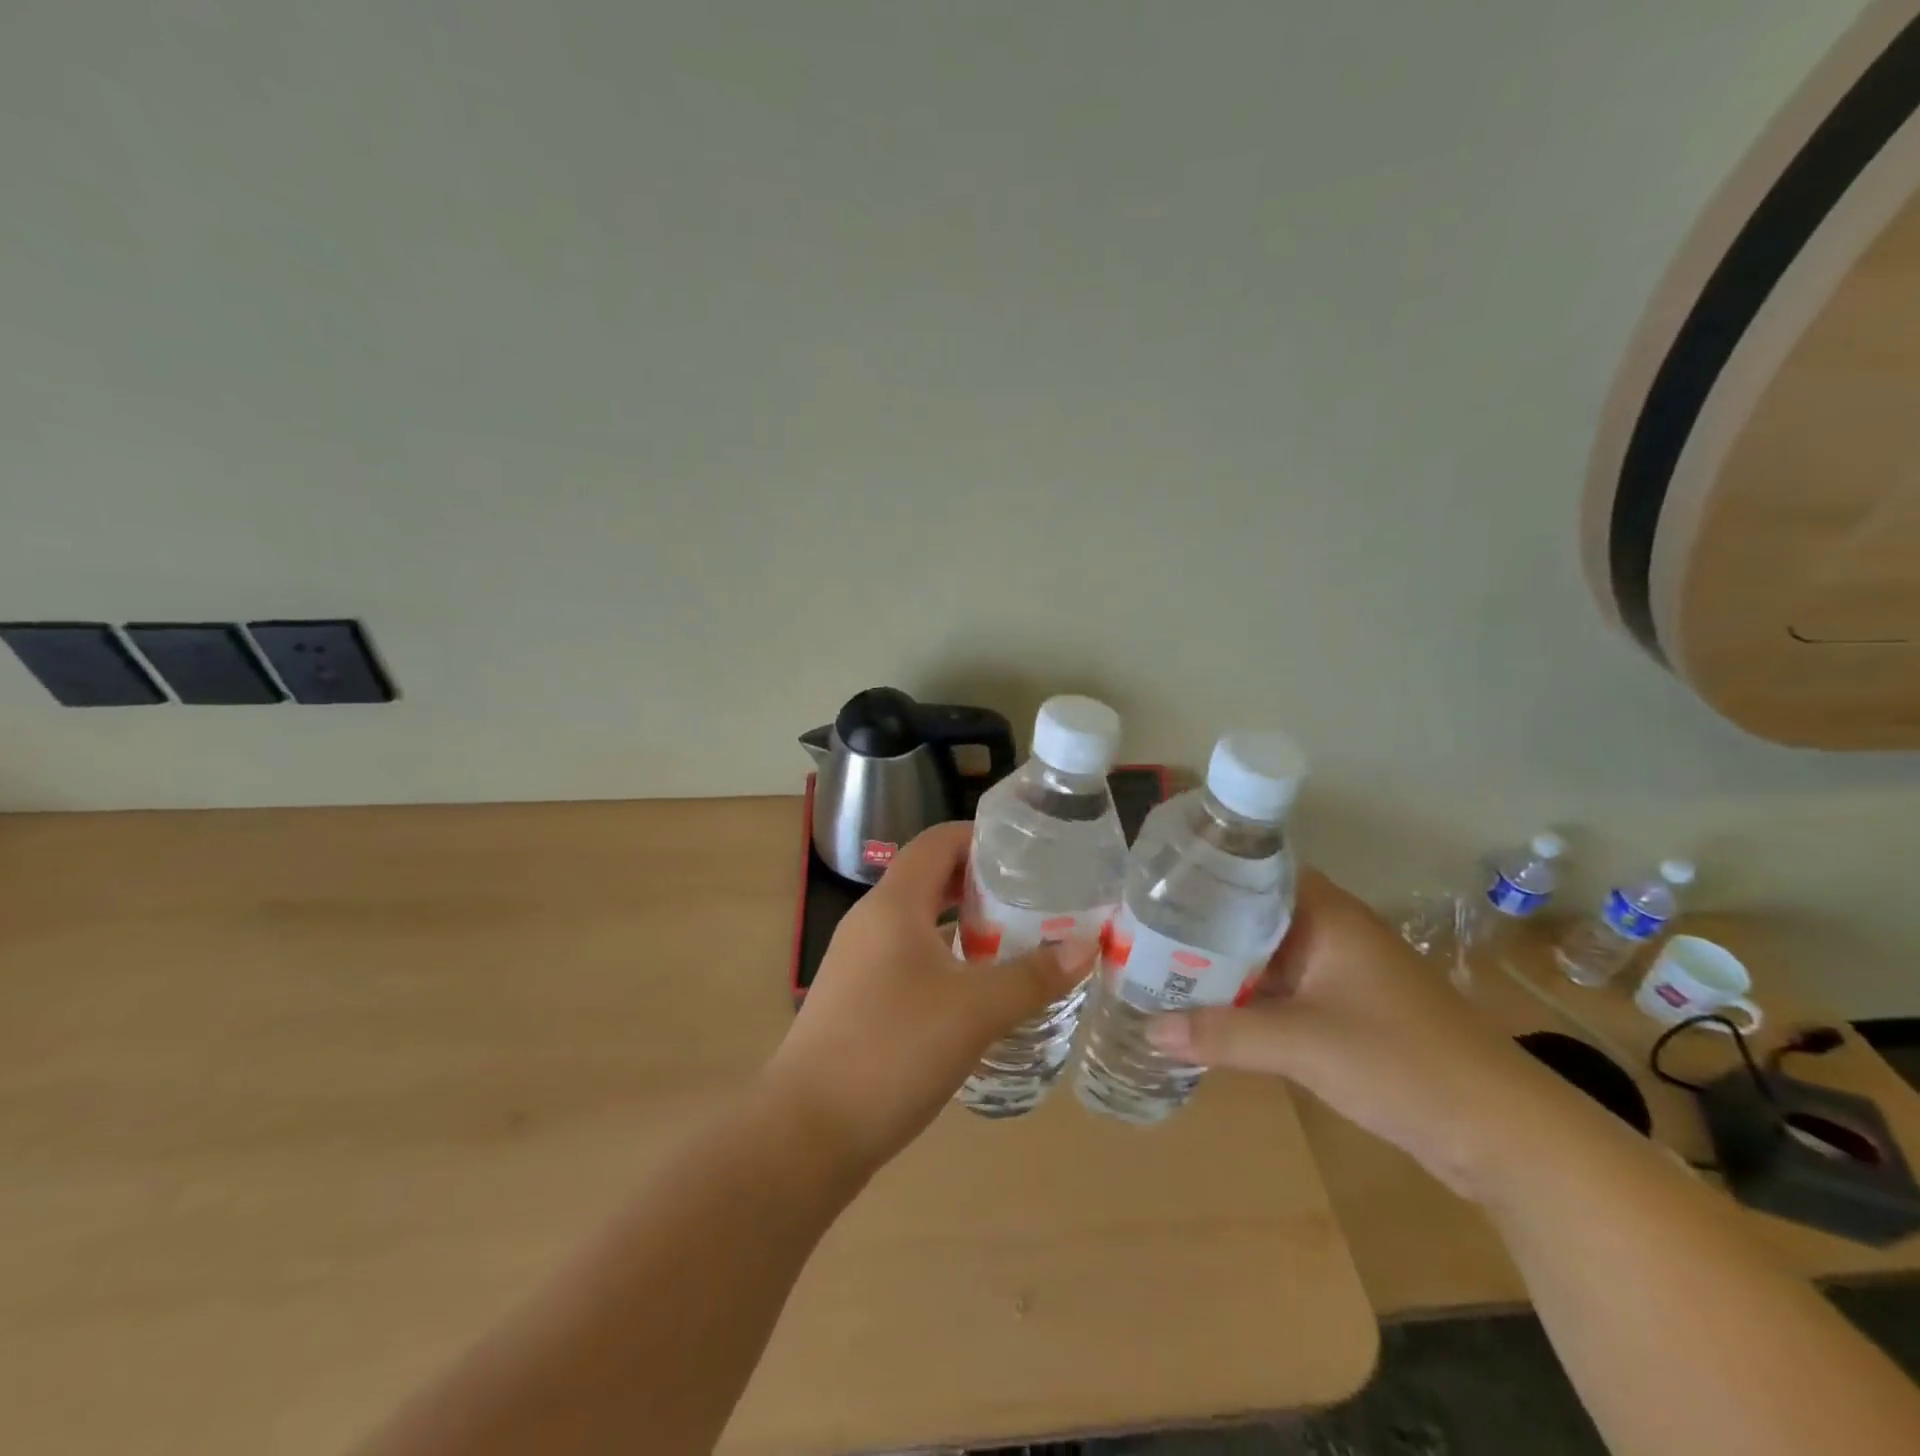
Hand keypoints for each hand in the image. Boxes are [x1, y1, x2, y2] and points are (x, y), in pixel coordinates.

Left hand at [765, 822, 1097, 1174]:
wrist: (807, 1132)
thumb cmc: (893, 1051)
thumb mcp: (975, 1012)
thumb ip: (1033, 977)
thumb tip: (1086, 946)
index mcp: (894, 905)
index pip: (937, 842)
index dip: (980, 837)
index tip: (1027, 852)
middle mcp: (871, 922)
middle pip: (929, 879)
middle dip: (981, 882)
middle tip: (1034, 897)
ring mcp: (858, 961)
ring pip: (919, 922)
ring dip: (965, 924)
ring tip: (1016, 940)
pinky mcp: (857, 998)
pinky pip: (908, 957)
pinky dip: (945, 958)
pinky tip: (976, 991)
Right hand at [1148, 871, 1579, 1199]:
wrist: (1505, 1133)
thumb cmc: (1403, 1062)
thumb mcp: (1303, 1045)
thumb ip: (1223, 1033)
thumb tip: (1149, 1029)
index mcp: (1326, 914)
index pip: (1251, 873)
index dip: (1203, 878)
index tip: (1153, 890)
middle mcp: (1331, 932)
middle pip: (1251, 916)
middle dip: (1200, 928)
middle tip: (1140, 935)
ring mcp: (1341, 972)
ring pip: (1266, 956)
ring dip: (1223, 967)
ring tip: (1160, 970)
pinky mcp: (1348, 1011)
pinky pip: (1283, 991)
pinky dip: (1249, 998)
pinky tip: (1208, 1012)